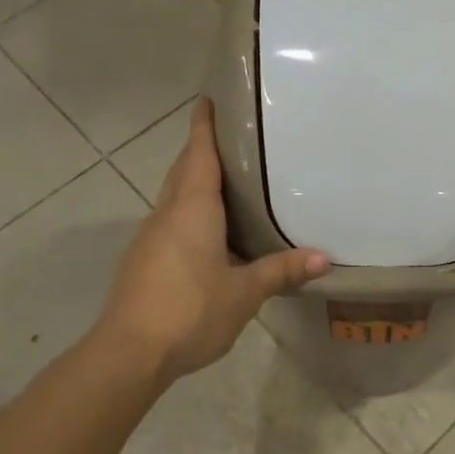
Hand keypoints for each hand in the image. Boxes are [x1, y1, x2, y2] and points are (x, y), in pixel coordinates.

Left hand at [101, 99, 328, 381]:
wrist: (130, 352)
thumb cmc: (191, 310)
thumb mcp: (244, 292)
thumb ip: (281, 271)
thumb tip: (324, 258)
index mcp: (192, 210)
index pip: (198, 155)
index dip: (204, 127)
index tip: (208, 101)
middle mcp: (166, 215)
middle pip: (183, 172)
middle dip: (200, 151)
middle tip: (229, 141)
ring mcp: (149, 239)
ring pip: (173, 199)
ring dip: (193, 184)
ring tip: (225, 185)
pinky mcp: (142, 262)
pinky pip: (169, 224)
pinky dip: (187, 215)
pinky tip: (207, 235)